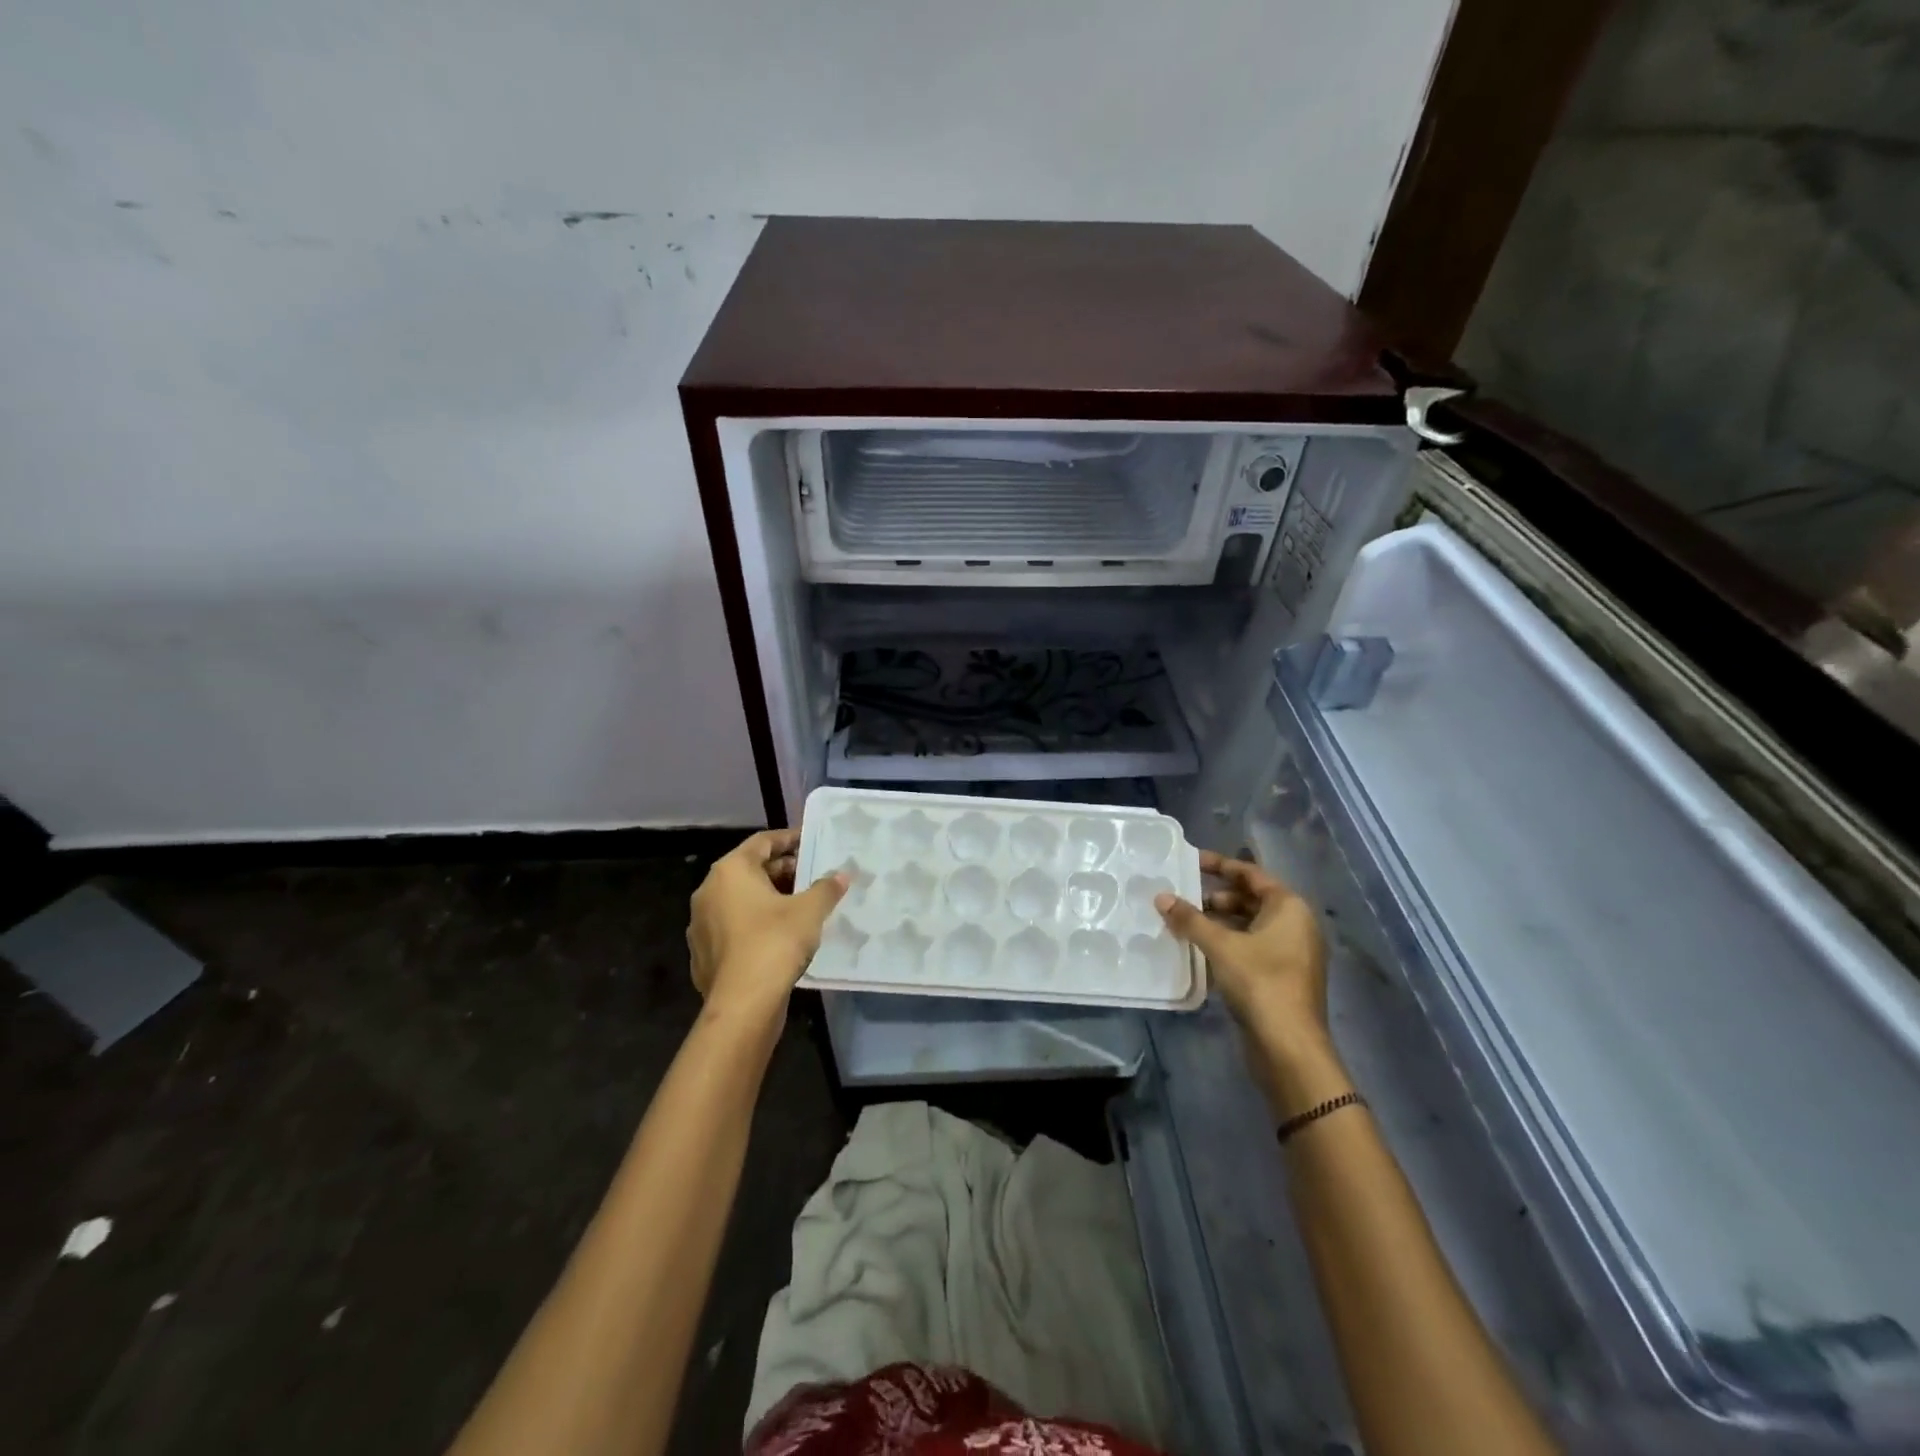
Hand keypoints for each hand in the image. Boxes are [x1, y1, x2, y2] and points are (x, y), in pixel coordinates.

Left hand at [687, 830, 847, 1025]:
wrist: (742, 1004)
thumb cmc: (775, 943)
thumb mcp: (810, 911)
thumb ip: (826, 888)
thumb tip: (841, 875)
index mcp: (731, 871)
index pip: (762, 842)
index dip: (789, 839)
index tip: (810, 841)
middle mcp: (709, 891)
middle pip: (749, 870)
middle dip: (781, 871)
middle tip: (810, 876)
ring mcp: (701, 923)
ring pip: (739, 900)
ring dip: (768, 898)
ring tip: (799, 906)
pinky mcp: (703, 952)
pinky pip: (733, 927)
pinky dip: (755, 923)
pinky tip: (778, 936)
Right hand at [1156, 852, 1328, 1051]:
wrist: (1289, 1046)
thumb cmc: (1260, 982)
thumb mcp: (1220, 945)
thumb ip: (1190, 919)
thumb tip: (1161, 897)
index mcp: (1289, 907)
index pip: (1251, 874)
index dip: (1220, 865)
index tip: (1191, 860)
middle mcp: (1296, 925)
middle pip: (1251, 899)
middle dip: (1216, 897)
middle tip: (1183, 897)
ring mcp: (1292, 953)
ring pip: (1250, 925)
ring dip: (1219, 922)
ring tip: (1185, 923)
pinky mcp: (1283, 976)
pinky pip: (1252, 947)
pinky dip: (1228, 943)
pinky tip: (1200, 949)